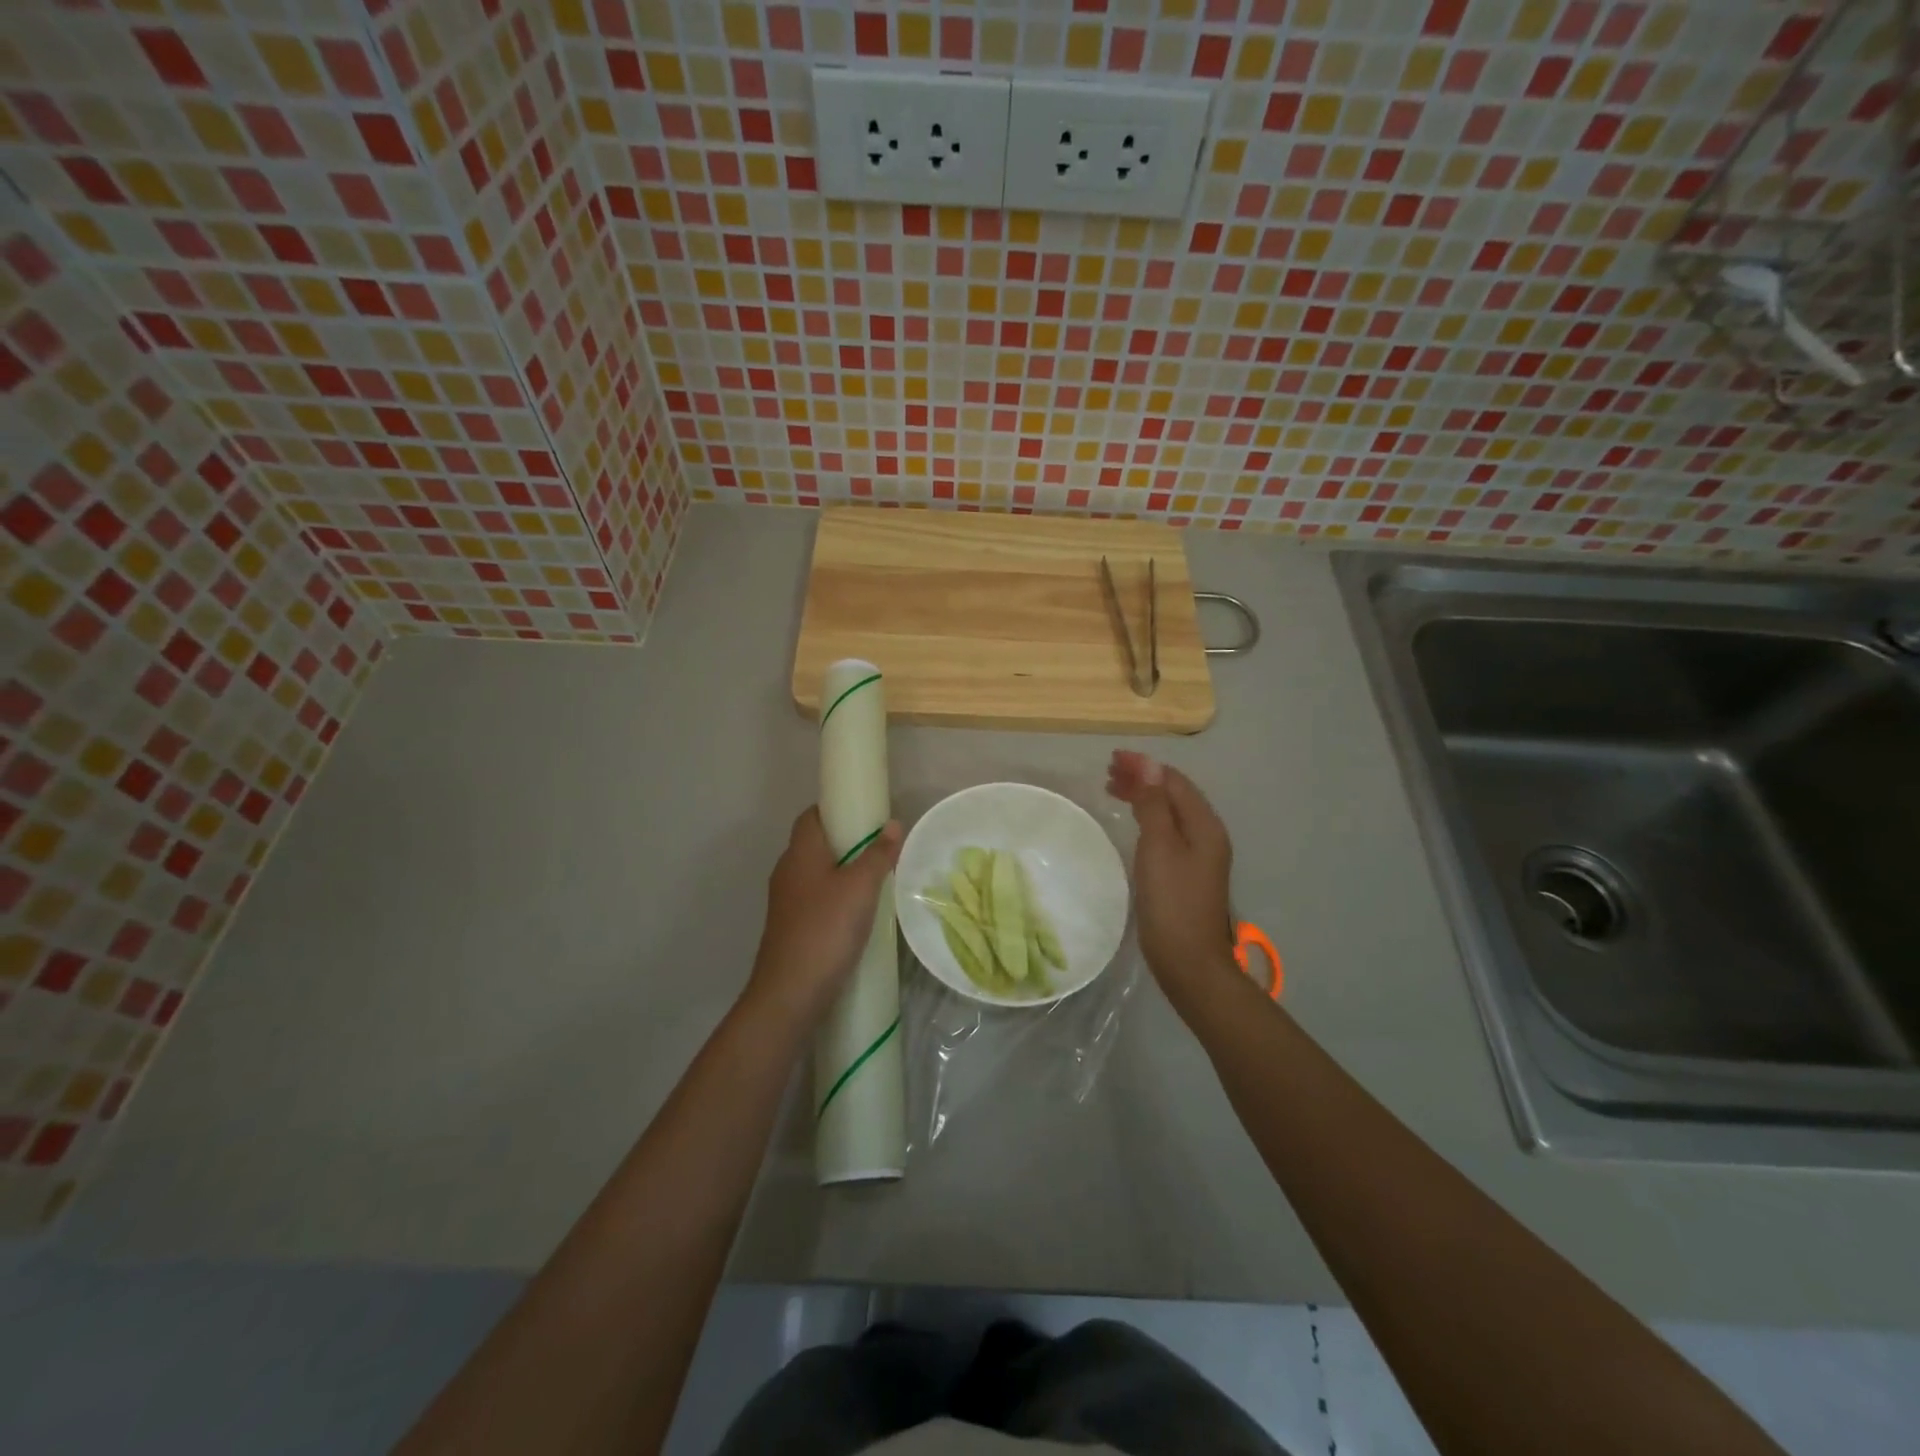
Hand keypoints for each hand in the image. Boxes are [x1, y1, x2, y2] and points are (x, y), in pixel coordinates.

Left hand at [747, 807, 901, 1026]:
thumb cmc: (826, 929)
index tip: (866, 815)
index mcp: (800, 853)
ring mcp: (786, 902)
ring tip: (876, 880)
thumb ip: (878, 854)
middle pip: (816, 844)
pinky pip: (816, 900)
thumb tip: (892, 824)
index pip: (812, 815)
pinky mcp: (791, 927)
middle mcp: (788, 871)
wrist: (790, 993)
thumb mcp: (861, 887)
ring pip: (817, 874)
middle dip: (846, 842)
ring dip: (843, 873)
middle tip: (880, 848)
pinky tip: (859, 913)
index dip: (837, 809)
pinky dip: (836, 898)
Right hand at [1107, 751, 1237, 1013]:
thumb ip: (1154, 804)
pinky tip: (1133, 822)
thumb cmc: (1172, 902)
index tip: (1112, 759)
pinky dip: (1147, 818)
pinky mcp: (1187, 872)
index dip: (1145, 766)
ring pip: (1169, 813)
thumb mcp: (1159, 847)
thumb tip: (1150, 765)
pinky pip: (1167, 831)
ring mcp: (1199, 855)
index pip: (1174, 781)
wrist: (1190, 961)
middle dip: (1143, 779)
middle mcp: (1207, 834)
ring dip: (1144, 797)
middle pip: (1173, 794)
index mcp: (1205, 825)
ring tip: (1114, 790)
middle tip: (1108, 773)